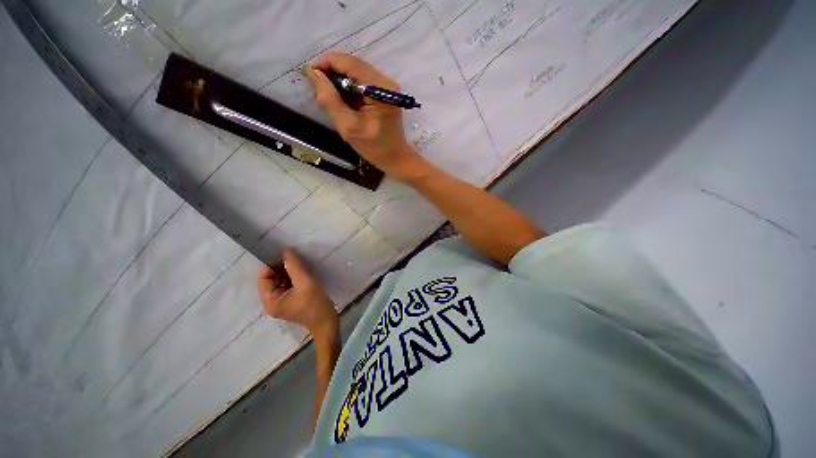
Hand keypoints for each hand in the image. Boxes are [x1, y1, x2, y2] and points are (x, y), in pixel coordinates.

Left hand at [257, 249, 338, 336]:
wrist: (327, 321)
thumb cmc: (315, 304)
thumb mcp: (305, 282)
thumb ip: (294, 266)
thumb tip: (286, 250)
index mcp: (270, 301)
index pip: (263, 277)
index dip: (273, 265)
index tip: (287, 256)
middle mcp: (272, 301)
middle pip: (271, 278)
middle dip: (282, 268)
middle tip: (297, 260)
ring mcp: (282, 301)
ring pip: (281, 280)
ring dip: (289, 271)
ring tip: (302, 266)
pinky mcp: (291, 300)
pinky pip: (288, 284)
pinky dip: (294, 277)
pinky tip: (304, 273)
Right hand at [304, 53, 428, 179]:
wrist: (396, 158)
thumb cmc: (375, 148)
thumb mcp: (348, 127)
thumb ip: (330, 100)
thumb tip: (313, 73)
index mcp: (380, 89)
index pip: (349, 63)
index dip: (326, 64)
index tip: (310, 76)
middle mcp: (386, 81)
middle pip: (352, 66)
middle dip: (332, 75)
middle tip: (320, 92)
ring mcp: (387, 86)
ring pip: (356, 74)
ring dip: (340, 83)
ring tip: (331, 101)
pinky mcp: (385, 93)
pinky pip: (362, 83)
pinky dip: (349, 90)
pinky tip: (344, 104)